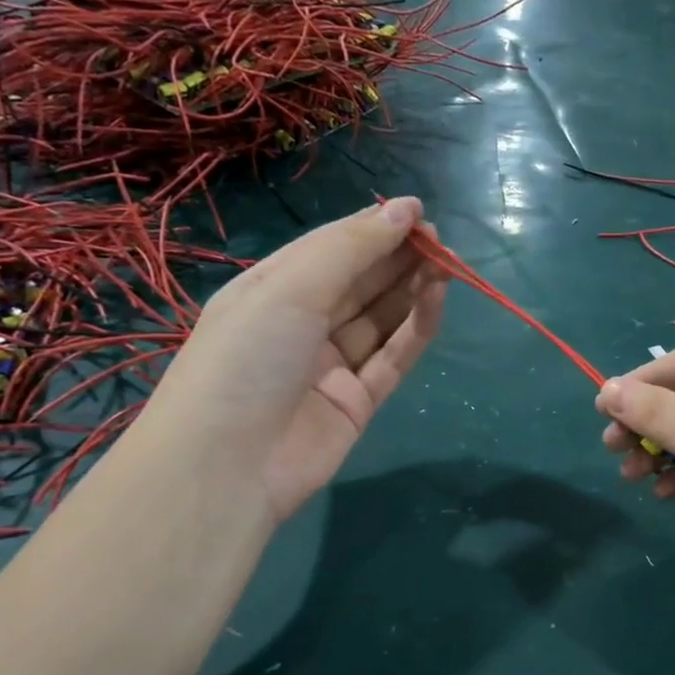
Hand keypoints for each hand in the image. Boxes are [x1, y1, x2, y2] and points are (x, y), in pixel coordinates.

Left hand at [144, 198, 445, 524]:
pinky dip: (416, 328)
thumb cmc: (247, 358)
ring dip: (412, 289)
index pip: (330, 250)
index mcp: (271, 290)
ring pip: (381, 319)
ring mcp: (330, 366)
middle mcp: (300, 324)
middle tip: (440, 239)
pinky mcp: (357, 402)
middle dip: (398, 257)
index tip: (419, 212)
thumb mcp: (291, 287)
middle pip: (359, 283)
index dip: (374, 228)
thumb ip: (352, 247)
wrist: (227, 465)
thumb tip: (406, 209)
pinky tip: (437, 299)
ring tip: (446, 264)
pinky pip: (392, 357)